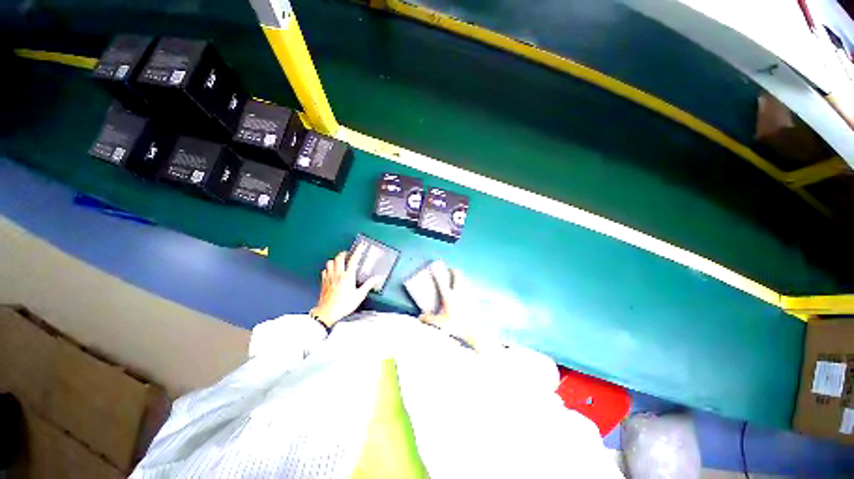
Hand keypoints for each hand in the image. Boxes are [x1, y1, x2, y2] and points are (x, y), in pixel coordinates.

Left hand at [311, 244, 381, 327]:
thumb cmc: (343, 304)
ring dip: (335, 260)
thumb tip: (377, 278)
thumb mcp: (359, 295)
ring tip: (340, 261)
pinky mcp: (323, 282)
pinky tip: (332, 271)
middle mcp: (338, 274)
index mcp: (348, 276)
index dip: (357, 251)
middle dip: (344, 253)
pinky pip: (325, 270)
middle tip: (348, 254)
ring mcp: (329, 277)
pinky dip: (329, 268)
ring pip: (330, 262)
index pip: (353, 259)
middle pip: (339, 257)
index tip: (360, 246)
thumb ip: (368, 285)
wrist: (327, 312)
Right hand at [419, 267, 479, 345]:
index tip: (434, 267)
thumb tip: (420, 317)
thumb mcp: (440, 323)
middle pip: (458, 276)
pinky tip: (467, 291)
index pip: (442, 281)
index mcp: (449, 296)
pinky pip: (471, 289)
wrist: (474, 331)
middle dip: (454, 271)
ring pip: (465, 281)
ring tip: (458, 279)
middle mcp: (459, 293)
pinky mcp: (475, 299)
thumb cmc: (457, 326)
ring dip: (461, 278)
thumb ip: (429, 319)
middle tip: (450, 270)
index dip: (438, 272)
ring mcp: (468, 295)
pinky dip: (468, 287)